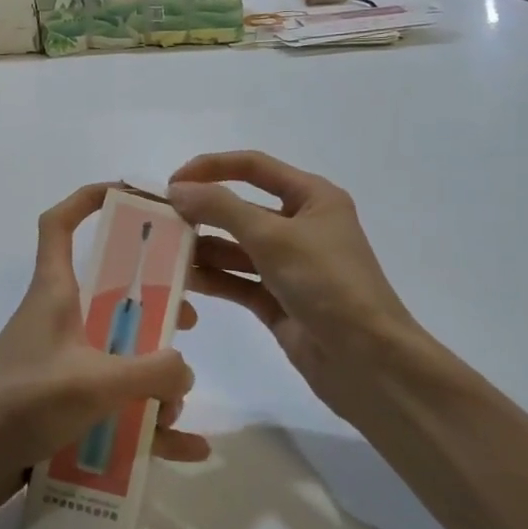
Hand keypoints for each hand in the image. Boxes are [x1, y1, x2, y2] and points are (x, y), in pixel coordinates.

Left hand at [0, 183, 208, 521]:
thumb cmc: (20, 403)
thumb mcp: (93, 382)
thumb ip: (150, 372)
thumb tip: (184, 368)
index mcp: (54, 293)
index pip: (59, 225)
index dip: (89, 200)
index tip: (132, 195)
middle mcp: (58, 322)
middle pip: (109, 293)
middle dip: (151, 302)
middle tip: (187, 318)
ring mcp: (61, 365)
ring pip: (119, 354)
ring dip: (153, 376)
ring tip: (178, 403)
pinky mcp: (63, 406)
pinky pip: (116, 409)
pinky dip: (149, 426)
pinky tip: (188, 448)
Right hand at [169, 151, 426, 417]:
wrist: (368, 361)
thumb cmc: (328, 284)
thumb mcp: (273, 237)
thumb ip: (222, 209)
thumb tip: (177, 190)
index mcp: (312, 198)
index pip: (254, 167)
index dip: (211, 168)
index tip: (172, 184)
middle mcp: (301, 226)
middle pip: (241, 208)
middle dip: (202, 212)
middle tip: (159, 222)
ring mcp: (289, 266)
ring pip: (235, 247)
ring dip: (202, 247)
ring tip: (161, 252)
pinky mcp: (277, 300)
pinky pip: (237, 280)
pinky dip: (212, 278)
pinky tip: (181, 279)